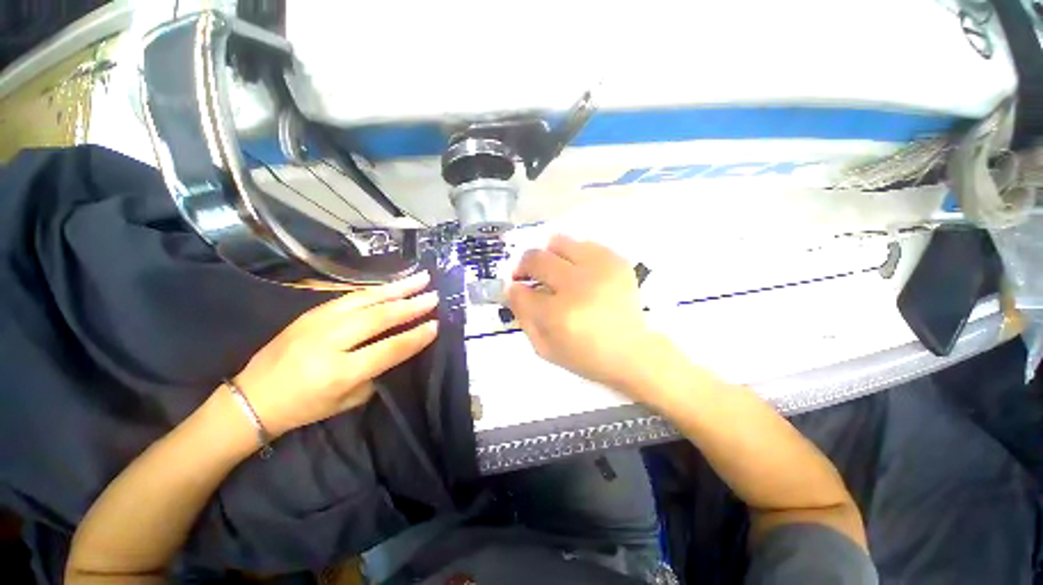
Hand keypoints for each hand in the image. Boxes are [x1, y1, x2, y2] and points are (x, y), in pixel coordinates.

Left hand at [234, 272, 438, 436]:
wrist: (252, 397)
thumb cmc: (305, 406)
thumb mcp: (347, 401)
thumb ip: (377, 372)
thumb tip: (401, 346)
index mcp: (339, 372)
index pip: (388, 349)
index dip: (415, 337)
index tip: (436, 325)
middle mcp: (330, 341)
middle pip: (379, 317)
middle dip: (411, 305)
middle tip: (434, 296)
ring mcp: (318, 322)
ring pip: (366, 299)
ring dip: (397, 288)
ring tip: (421, 278)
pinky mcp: (312, 312)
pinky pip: (352, 296)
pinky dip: (377, 289)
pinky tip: (393, 284)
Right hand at [506, 235, 660, 393]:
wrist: (632, 352)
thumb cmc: (585, 356)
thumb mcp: (545, 348)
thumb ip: (524, 317)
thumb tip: (514, 290)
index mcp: (558, 315)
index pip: (520, 291)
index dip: (514, 289)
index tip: (517, 289)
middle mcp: (577, 285)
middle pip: (536, 258)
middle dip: (524, 266)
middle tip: (528, 276)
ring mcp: (599, 269)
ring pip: (559, 242)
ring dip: (549, 256)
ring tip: (555, 271)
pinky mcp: (616, 261)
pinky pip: (584, 244)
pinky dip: (574, 256)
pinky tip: (579, 273)